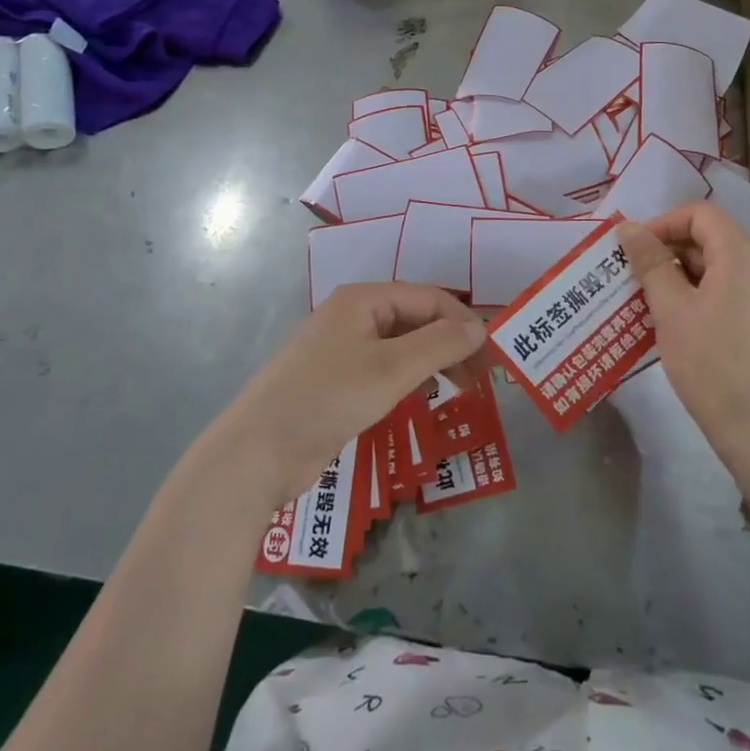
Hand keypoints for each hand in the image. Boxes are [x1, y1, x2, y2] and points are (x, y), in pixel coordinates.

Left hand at [216, 283, 486, 505]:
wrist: (258, 452)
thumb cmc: (328, 398)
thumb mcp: (390, 369)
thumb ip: (439, 345)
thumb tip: (478, 328)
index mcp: (363, 300)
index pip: (429, 298)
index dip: (464, 323)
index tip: (492, 358)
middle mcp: (354, 316)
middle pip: (417, 319)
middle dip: (452, 344)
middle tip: (481, 380)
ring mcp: (343, 349)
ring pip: (402, 346)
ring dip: (435, 362)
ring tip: (463, 390)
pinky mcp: (337, 381)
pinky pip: (385, 369)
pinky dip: (411, 379)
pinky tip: (426, 397)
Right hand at [620, 203, 749, 445]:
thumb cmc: (712, 363)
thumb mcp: (671, 310)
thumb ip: (649, 263)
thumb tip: (627, 228)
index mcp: (741, 256)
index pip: (700, 214)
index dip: (662, 223)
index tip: (631, 250)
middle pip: (708, 239)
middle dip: (665, 251)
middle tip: (629, 277)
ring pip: (713, 269)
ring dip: (675, 277)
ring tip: (642, 303)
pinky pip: (724, 293)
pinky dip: (694, 297)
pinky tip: (670, 324)